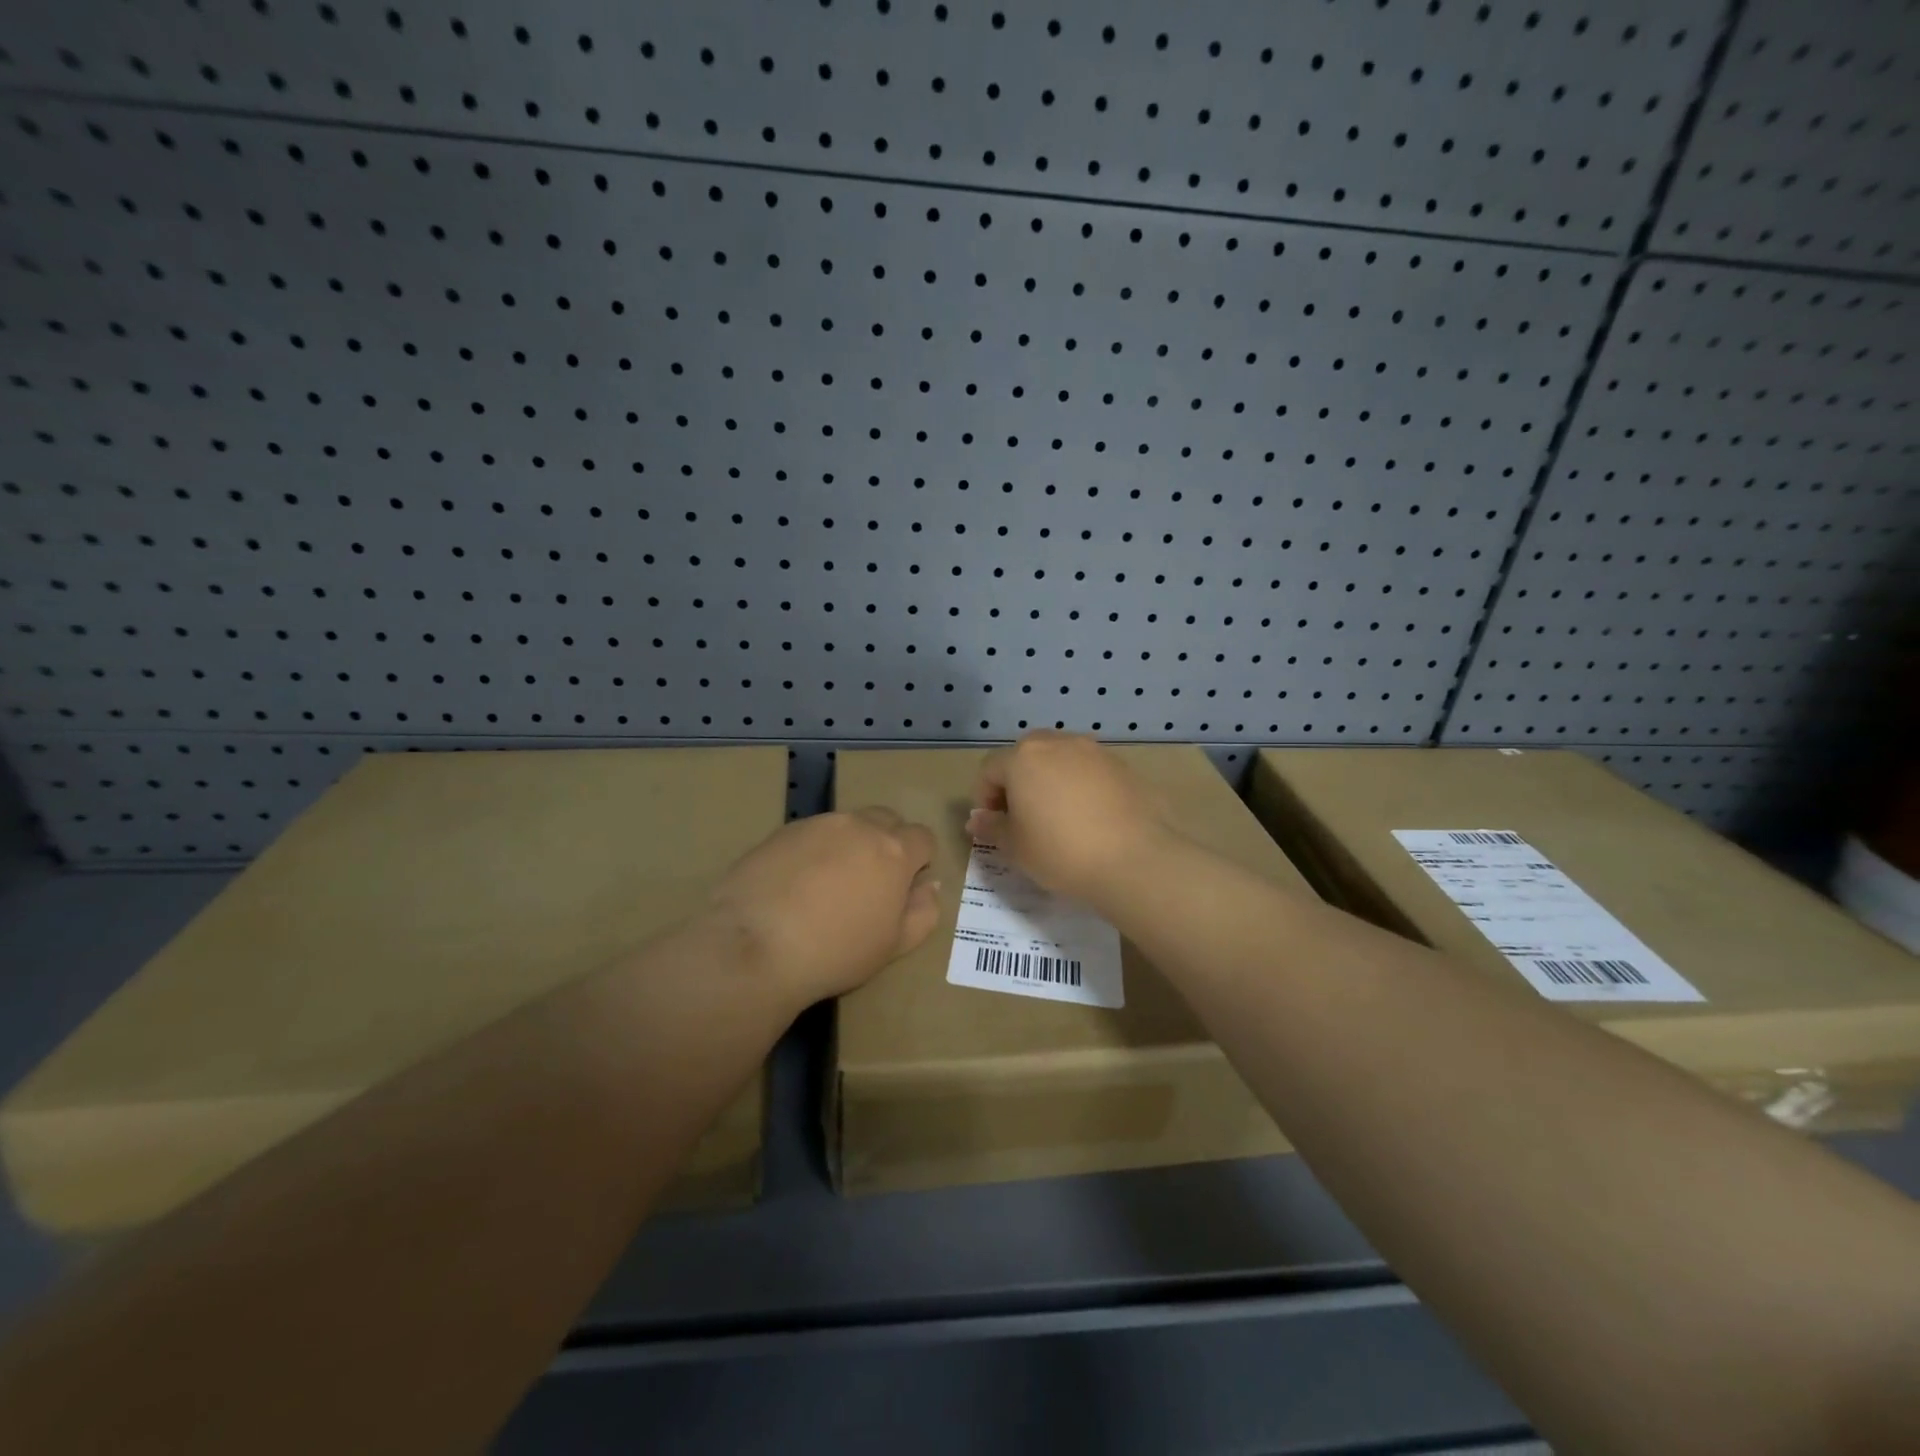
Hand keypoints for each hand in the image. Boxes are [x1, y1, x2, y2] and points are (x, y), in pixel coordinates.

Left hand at [709, 808, 940, 1004]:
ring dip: (848, 845)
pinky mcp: (781, 831)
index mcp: (894, 851)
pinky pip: (811, 834)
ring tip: (827, 885)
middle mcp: (858, 826)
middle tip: (870, 882)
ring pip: (846, 825)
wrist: (755, 946)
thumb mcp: (894, 945)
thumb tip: (929, 886)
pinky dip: (813, 851)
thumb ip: (923, 912)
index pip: (923, 837)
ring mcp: (817, 824)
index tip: (904, 887)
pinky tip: (795, 885)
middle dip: (887, 842)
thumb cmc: (836, 951)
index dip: (919, 860)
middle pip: (886, 820)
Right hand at [966, 732, 1175, 902]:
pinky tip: (1090, 819)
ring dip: (1051, 782)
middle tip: (1023, 819)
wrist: (1134, 858)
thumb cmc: (1061, 851)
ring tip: (1059, 819)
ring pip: (1060, 760)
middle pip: (1026, 756)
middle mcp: (1058, 743)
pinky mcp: (1123, 766)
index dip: (985, 797)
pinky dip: (1081, 787)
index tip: (994, 826)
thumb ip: (992, 827)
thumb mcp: (1015, 847)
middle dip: (1018, 783)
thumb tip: (976, 819)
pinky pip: (1089, 771)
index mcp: (1023, 758)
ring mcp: (1094, 751)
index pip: (990, 769)